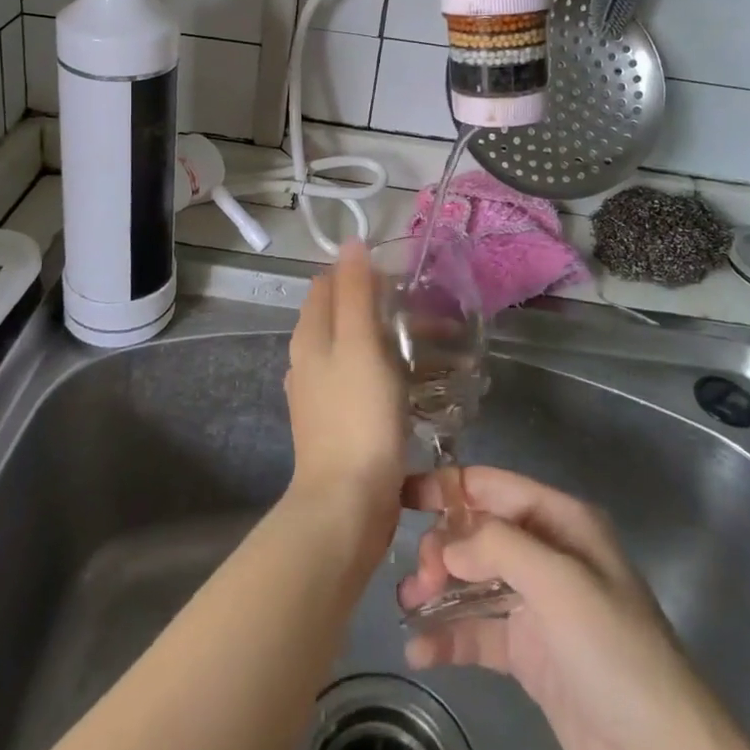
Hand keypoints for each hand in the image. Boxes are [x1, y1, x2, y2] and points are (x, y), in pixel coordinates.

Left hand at [284, 241, 407, 561]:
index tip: (405, 280)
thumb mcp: (359, 344)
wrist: (346, 505)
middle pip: (345, 315)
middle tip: (431, 315)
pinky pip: (366, 383)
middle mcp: (309, 359)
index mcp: (310, 335)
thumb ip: (354, 292)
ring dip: (394, 343)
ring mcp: (322, 394)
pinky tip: (420, 387)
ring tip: (439, 351)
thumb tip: (351, 243)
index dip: (364, 273)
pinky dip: (392, 375)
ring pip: (359, 350)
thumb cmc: (356, 416)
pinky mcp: (340, 423)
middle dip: (385, 308)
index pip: (330, 283)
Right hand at [399, 468, 749, 749]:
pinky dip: (448, 636)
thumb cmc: (613, 649)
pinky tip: (420, 650)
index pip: (493, 487)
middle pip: (477, 534)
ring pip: (472, 581)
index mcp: (559, 521)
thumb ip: (497, 547)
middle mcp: (545, 553)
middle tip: (418, 578)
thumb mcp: (559, 583)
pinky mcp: (528, 651)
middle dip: (442, 548)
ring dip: (437, 590)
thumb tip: (444, 539)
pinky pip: (478, 631)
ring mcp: (536, 604)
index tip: (401, 494)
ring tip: (406, 607)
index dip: (447, 487)